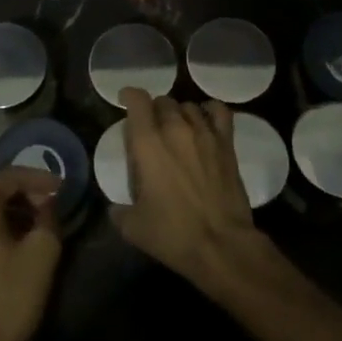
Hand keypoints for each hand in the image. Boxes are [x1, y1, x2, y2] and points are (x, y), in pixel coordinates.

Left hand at [0, 168, 62, 340]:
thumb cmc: (9, 296)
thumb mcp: (42, 253)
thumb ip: (48, 218)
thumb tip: (47, 204)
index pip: (8, 177)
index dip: (37, 178)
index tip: (60, 188)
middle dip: (22, 197)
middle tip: (48, 208)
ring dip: (7, 218)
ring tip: (32, 231)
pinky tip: (8, 254)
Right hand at [112, 89, 263, 286]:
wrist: (221, 245)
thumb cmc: (173, 234)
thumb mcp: (133, 227)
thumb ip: (118, 211)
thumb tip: (114, 208)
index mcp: (148, 143)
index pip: (137, 100)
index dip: (129, 95)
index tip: (125, 101)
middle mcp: (175, 128)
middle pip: (163, 101)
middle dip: (154, 110)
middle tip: (152, 129)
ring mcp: (204, 133)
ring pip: (188, 106)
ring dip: (179, 114)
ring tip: (177, 129)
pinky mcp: (226, 144)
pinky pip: (219, 112)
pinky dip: (209, 110)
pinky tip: (205, 120)